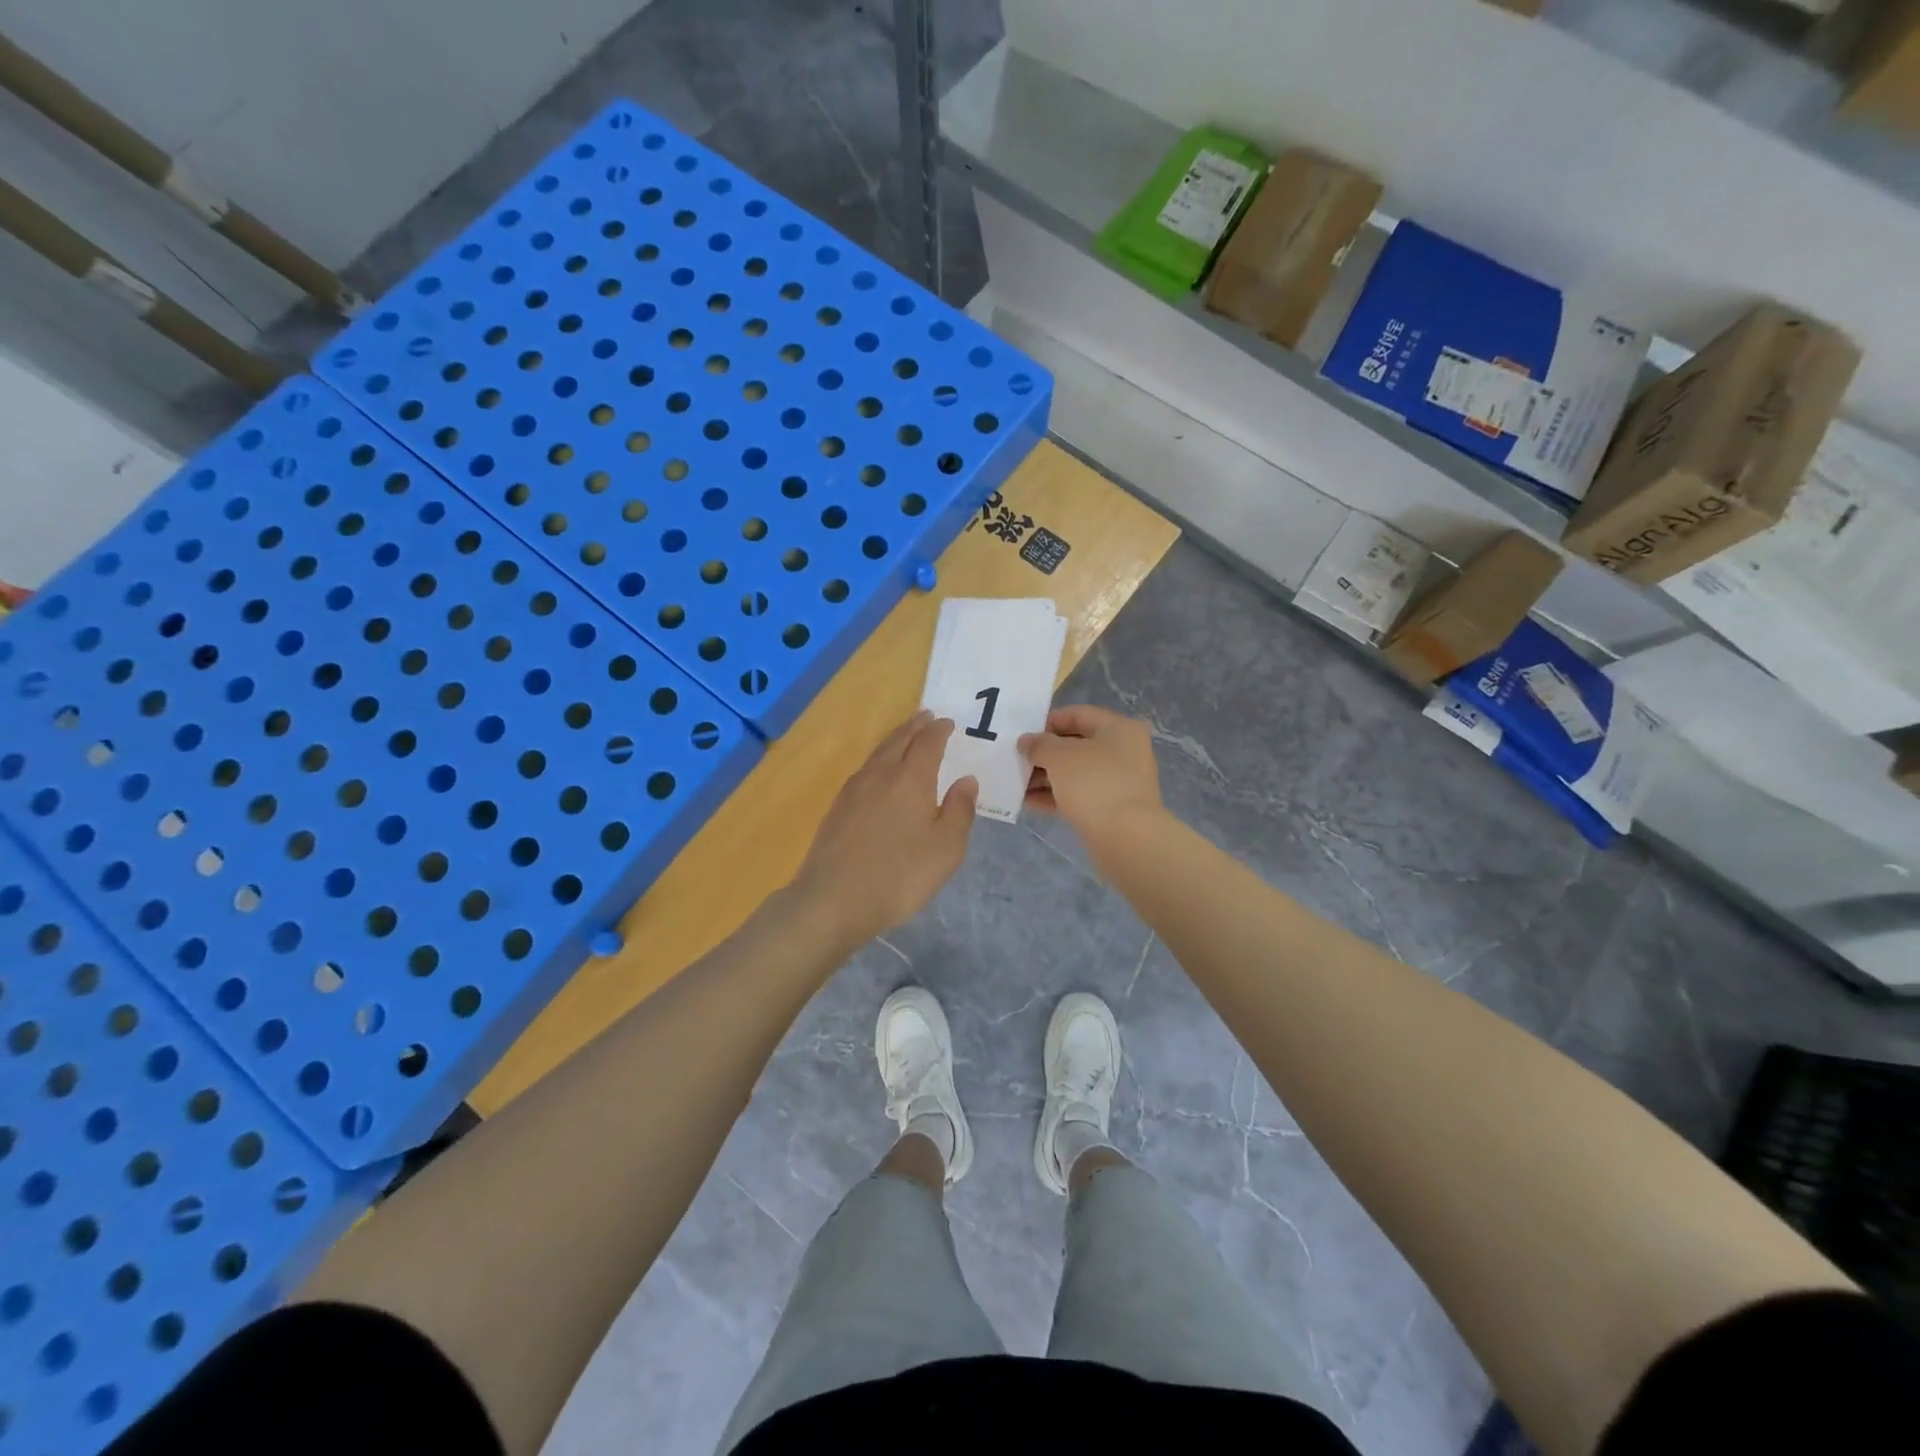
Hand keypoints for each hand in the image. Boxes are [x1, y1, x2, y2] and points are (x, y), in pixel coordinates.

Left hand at [791, 711, 977, 947]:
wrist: (833, 899)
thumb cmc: (900, 875)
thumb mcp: (946, 848)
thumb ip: (959, 810)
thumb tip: (966, 780)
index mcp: (911, 779)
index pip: (927, 743)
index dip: (939, 731)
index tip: (948, 722)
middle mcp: (880, 775)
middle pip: (899, 740)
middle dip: (915, 727)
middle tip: (927, 716)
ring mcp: (853, 790)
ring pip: (878, 753)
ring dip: (895, 739)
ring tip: (905, 737)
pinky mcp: (837, 808)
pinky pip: (864, 770)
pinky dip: (879, 760)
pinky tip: (879, 773)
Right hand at [1019, 704, 1162, 851]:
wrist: (1126, 838)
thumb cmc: (1094, 784)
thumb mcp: (1060, 757)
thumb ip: (1039, 744)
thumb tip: (1026, 741)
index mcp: (1119, 729)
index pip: (1078, 714)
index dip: (1048, 721)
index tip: (1024, 733)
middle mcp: (1124, 751)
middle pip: (1076, 745)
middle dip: (1044, 753)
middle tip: (1017, 760)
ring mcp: (1120, 782)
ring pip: (1076, 773)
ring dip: (1046, 777)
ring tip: (1017, 784)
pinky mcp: (1112, 808)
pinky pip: (1079, 795)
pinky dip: (1056, 796)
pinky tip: (1029, 802)